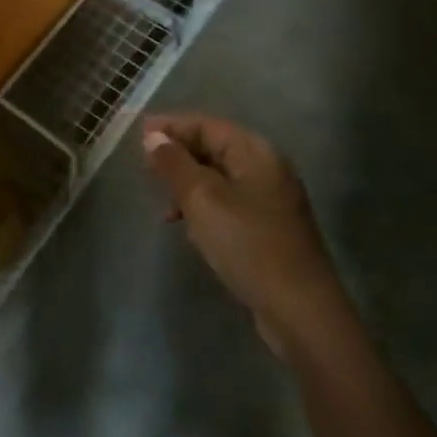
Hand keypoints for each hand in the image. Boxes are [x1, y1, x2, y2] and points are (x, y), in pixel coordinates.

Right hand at [141, 113, 336, 355]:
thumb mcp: (202, 199)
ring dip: (188, 185)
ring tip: (163, 206)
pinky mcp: (268, 229)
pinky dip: (203, 207)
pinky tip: (188, 227)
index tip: (137, 134)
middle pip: (214, 148)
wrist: (299, 312)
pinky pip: (227, 203)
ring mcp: (270, 200)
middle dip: (178, 156)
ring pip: (218, 178)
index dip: (170, 127)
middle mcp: (266, 168)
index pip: (206, 125)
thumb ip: (174, 164)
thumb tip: (153, 136)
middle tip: (144, 169)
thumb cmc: (248, 244)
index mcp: (255, 152)